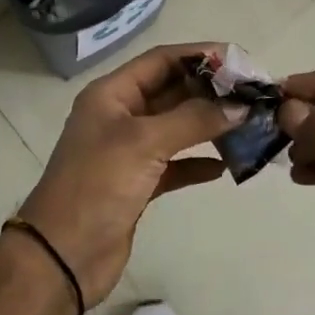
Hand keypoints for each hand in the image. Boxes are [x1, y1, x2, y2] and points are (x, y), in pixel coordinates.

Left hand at [20, 42, 243, 308]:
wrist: (62, 257)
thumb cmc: (97, 186)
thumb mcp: (144, 143)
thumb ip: (194, 119)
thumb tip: (240, 106)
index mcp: (111, 94)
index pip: (161, 60)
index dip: (200, 56)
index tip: (240, 62)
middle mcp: (120, 116)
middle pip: (172, 91)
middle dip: (211, 92)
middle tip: (252, 95)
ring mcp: (128, 151)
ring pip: (177, 127)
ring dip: (209, 125)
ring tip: (247, 125)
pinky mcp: (137, 184)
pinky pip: (175, 163)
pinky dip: (198, 161)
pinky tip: (224, 166)